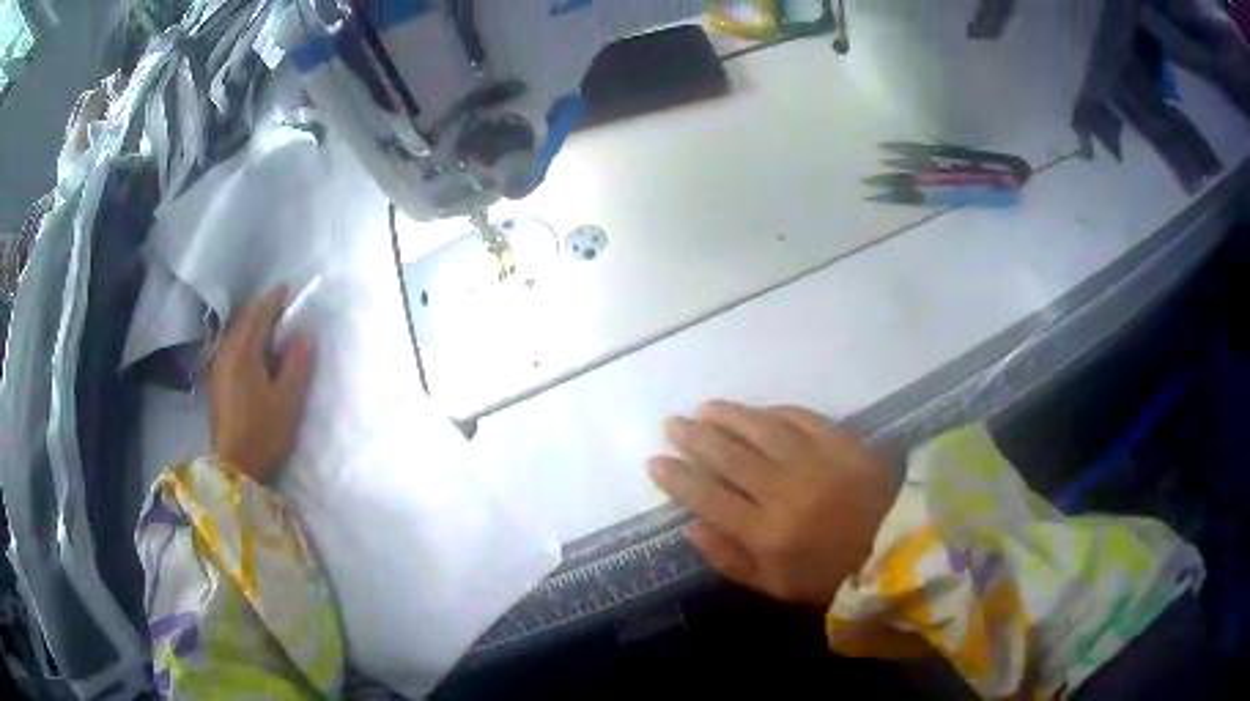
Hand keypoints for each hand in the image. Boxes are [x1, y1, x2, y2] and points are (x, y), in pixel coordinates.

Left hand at [208, 287, 314, 481]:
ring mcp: (218, 368)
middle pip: (243, 321)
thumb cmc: (263, 433)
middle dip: (262, 310)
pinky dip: (244, 340)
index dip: (273, 300)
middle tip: (282, 308)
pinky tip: (255, 353)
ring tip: (271, 329)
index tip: (288, 288)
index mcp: (243, 354)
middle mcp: (226, 354)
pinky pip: (231, 348)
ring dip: (252, 326)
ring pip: (235, 334)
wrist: (234, 468)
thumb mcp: (288, 401)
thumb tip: (304, 333)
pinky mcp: (217, 383)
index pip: (258, 315)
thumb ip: (297, 363)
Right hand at [648, 402, 901, 607]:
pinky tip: (758, 411)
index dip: (678, 478)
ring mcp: (815, 461)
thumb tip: (691, 526)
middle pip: (729, 457)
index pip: (708, 498)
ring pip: (760, 430)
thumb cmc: (832, 575)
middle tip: (673, 424)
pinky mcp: (843, 441)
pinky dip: (774, 412)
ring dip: (727, 416)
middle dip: (694, 438)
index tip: (655, 461)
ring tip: (704, 409)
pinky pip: (801, 418)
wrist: (898, 548)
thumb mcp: (776, 585)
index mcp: (766, 534)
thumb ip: (730, 558)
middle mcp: (785, 491)